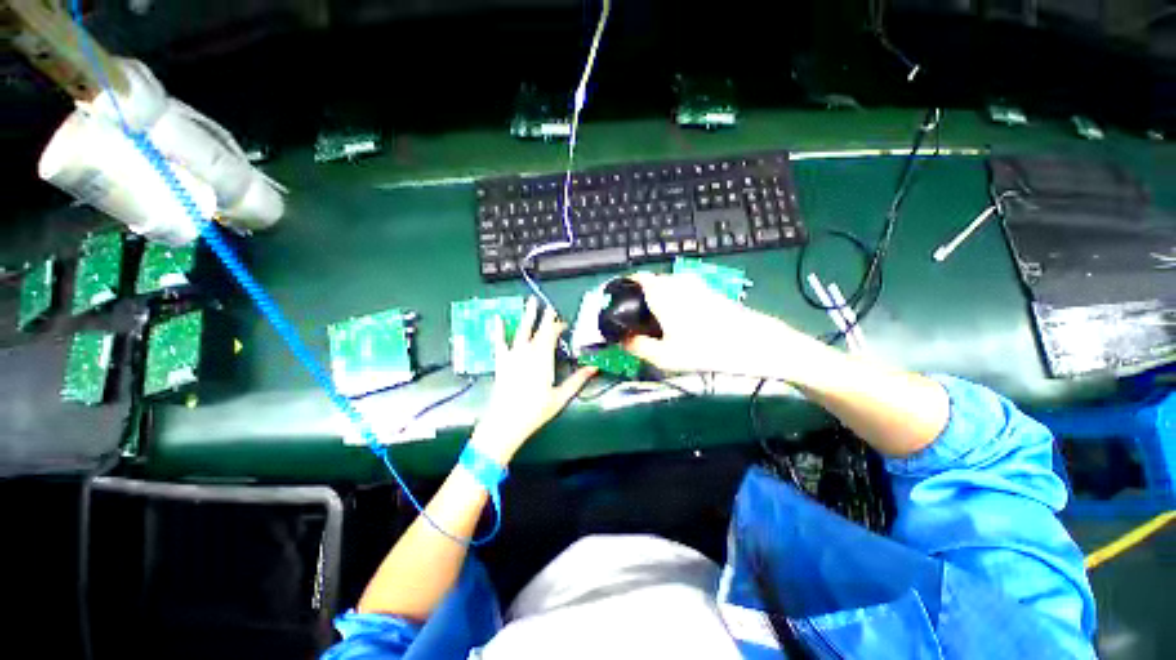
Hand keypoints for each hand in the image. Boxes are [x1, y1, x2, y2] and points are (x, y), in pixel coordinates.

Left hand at [470, 298, 596, 463]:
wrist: (506, 422)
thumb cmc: (535, 410)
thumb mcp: (560, 396)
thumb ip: (577, 380)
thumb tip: (594, 367)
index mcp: (543, 359)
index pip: (551, 335)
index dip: (558, 326)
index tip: (564, 324)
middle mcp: (528, 352)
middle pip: (538, 330)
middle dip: (544, 317)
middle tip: (548, 305)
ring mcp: (513, 355)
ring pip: (521, 331)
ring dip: (527, 316)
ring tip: (530, 302)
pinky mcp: (501, 362)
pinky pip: (499, 342)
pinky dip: (498, 329)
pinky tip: (497, 318)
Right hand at [622, 272, 787, 374]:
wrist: (753, 343)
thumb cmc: (704, 349)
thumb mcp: (665, 356)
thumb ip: (638, 347)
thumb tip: (623, 341)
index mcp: (662, 293)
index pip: (637, 277)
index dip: (625, 286)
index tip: (618, 300)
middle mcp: (677, 283)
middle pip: (651, 282)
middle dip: (640, 296)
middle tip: (636, 317)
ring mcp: (695, 285)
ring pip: (668, 286)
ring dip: (658, 298)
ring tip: (656, 321)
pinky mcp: (708, 292)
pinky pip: (682, 291)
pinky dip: (674, 300)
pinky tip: (678, 321)